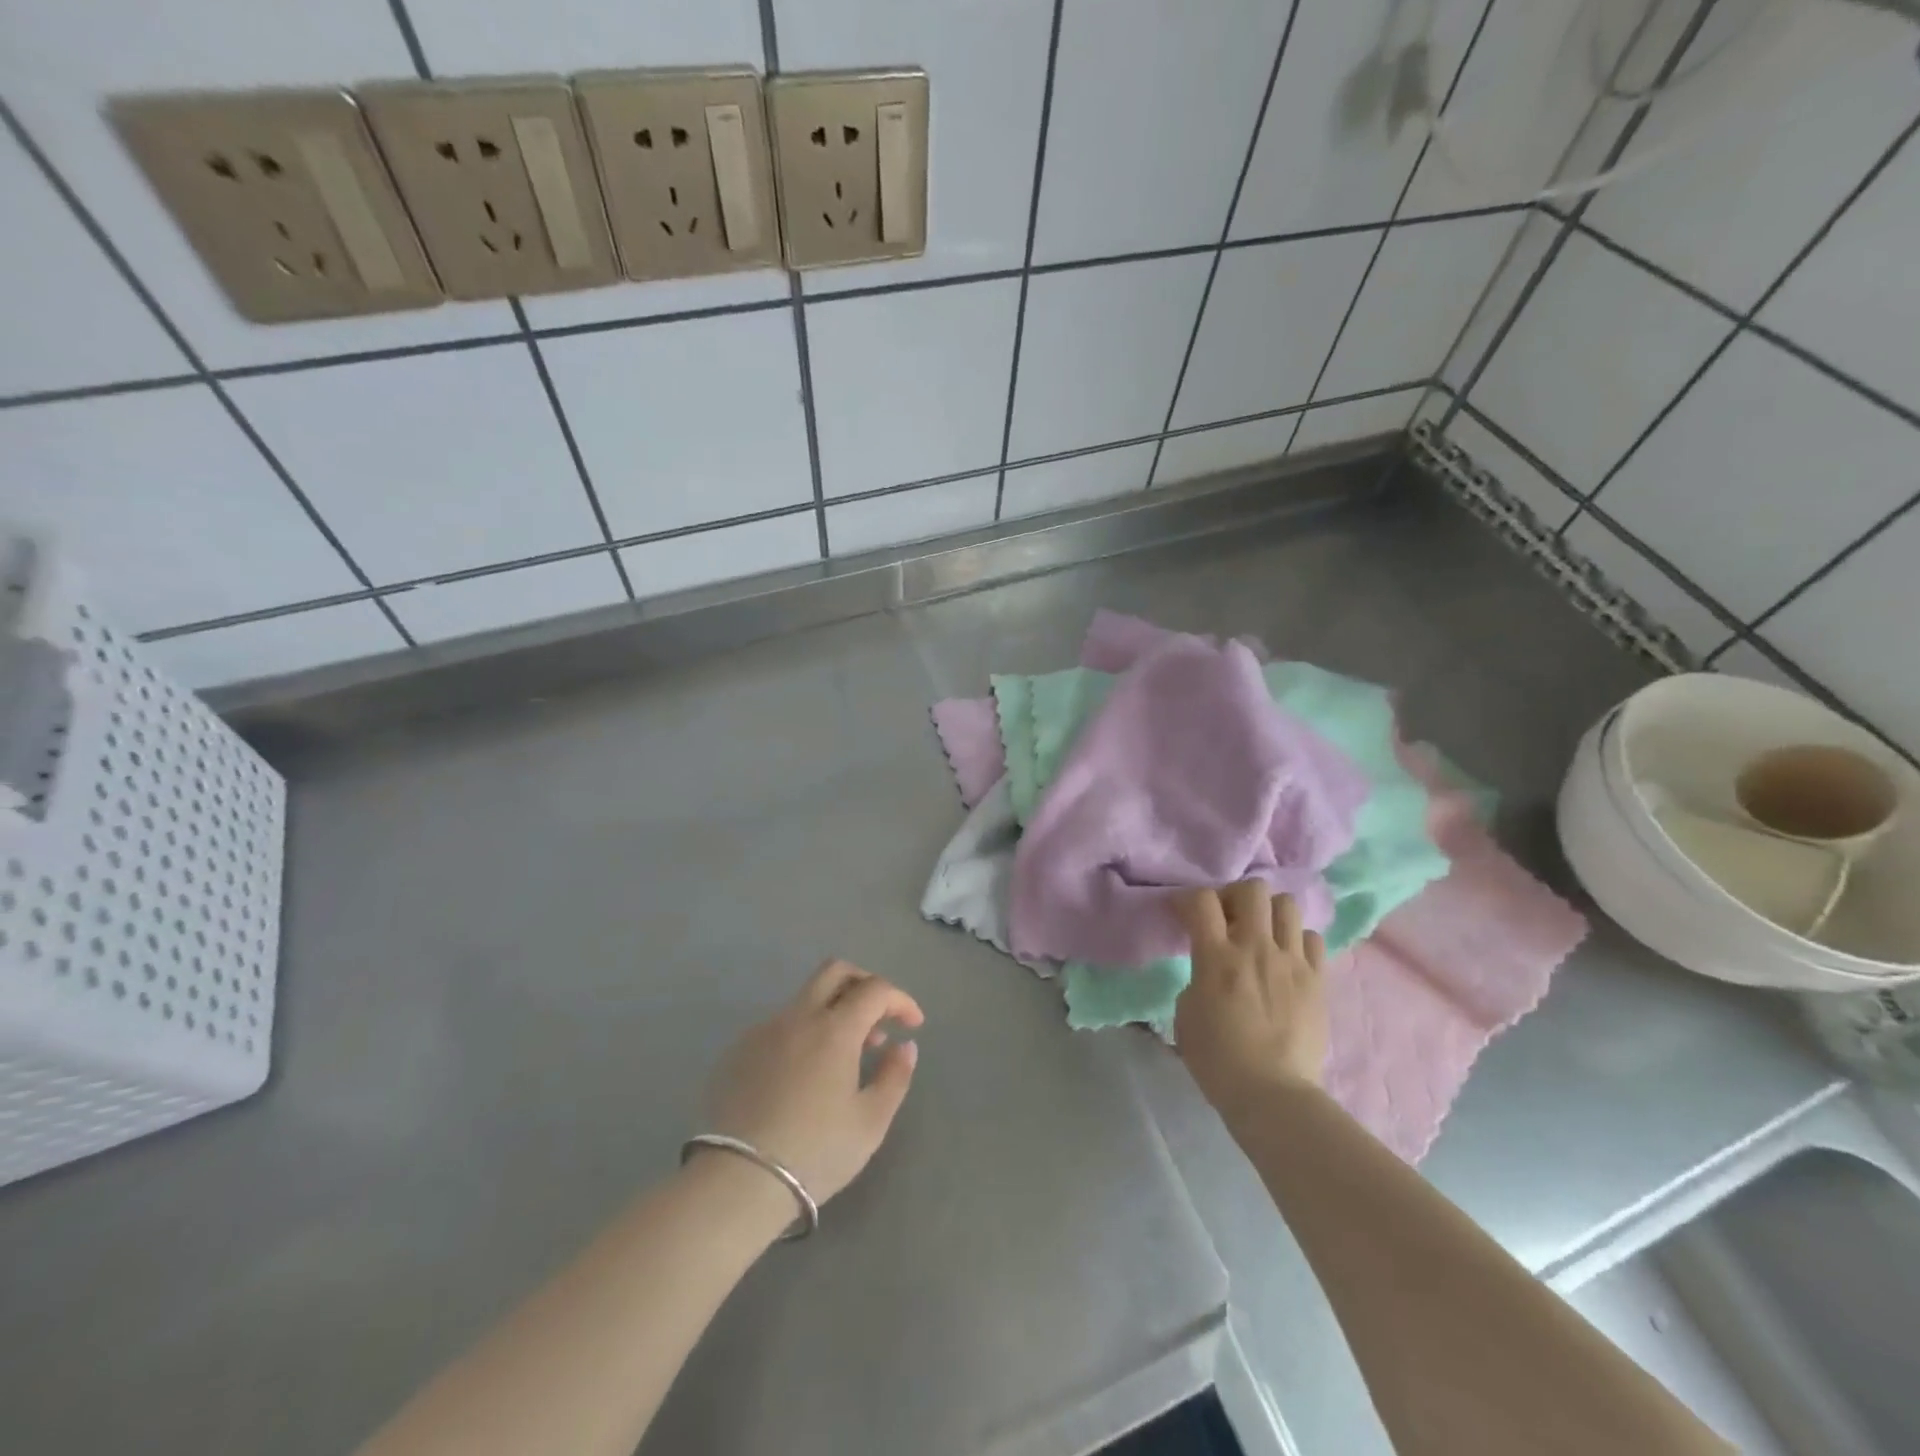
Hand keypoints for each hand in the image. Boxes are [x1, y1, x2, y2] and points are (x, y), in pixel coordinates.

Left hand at [701, 961, 924, 1203]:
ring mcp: (763, 1031)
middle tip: (878, 1016)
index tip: (912, 1025)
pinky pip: (779, 1026)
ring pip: (805, 999)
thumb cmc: (815, 1153)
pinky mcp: (738, 1050)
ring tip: (845, 1056)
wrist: (736, 1182)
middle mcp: (798, 1017)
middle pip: (835, 971)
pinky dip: (803, 1035)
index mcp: (834, 1029)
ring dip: (833, 1012)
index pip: (875, 989)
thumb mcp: (870, 1123)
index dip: (900, 1000)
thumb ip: (895, 1077)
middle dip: (864, 983)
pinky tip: (804, 1075)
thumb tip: (904, 1046)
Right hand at [1175, 884, 1327, 1113]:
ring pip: (1287, 905)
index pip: (1202, 900)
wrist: (1272, 1094)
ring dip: (1269, 913)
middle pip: (1252, 890)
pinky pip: (1312, 938)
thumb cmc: (1218, 1059)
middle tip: (1227, 919)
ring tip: (1260, 934)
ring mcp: (1291, 962)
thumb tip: (1210, 971)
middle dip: (1234, 896)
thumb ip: (1197, 979)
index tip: (1183, 915)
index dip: (1188, 899)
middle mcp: (1256, 948)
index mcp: (1217, 956)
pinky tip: (1286, 959)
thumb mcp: (1185, 1014)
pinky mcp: (1317, 980)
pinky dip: (1296, 941)